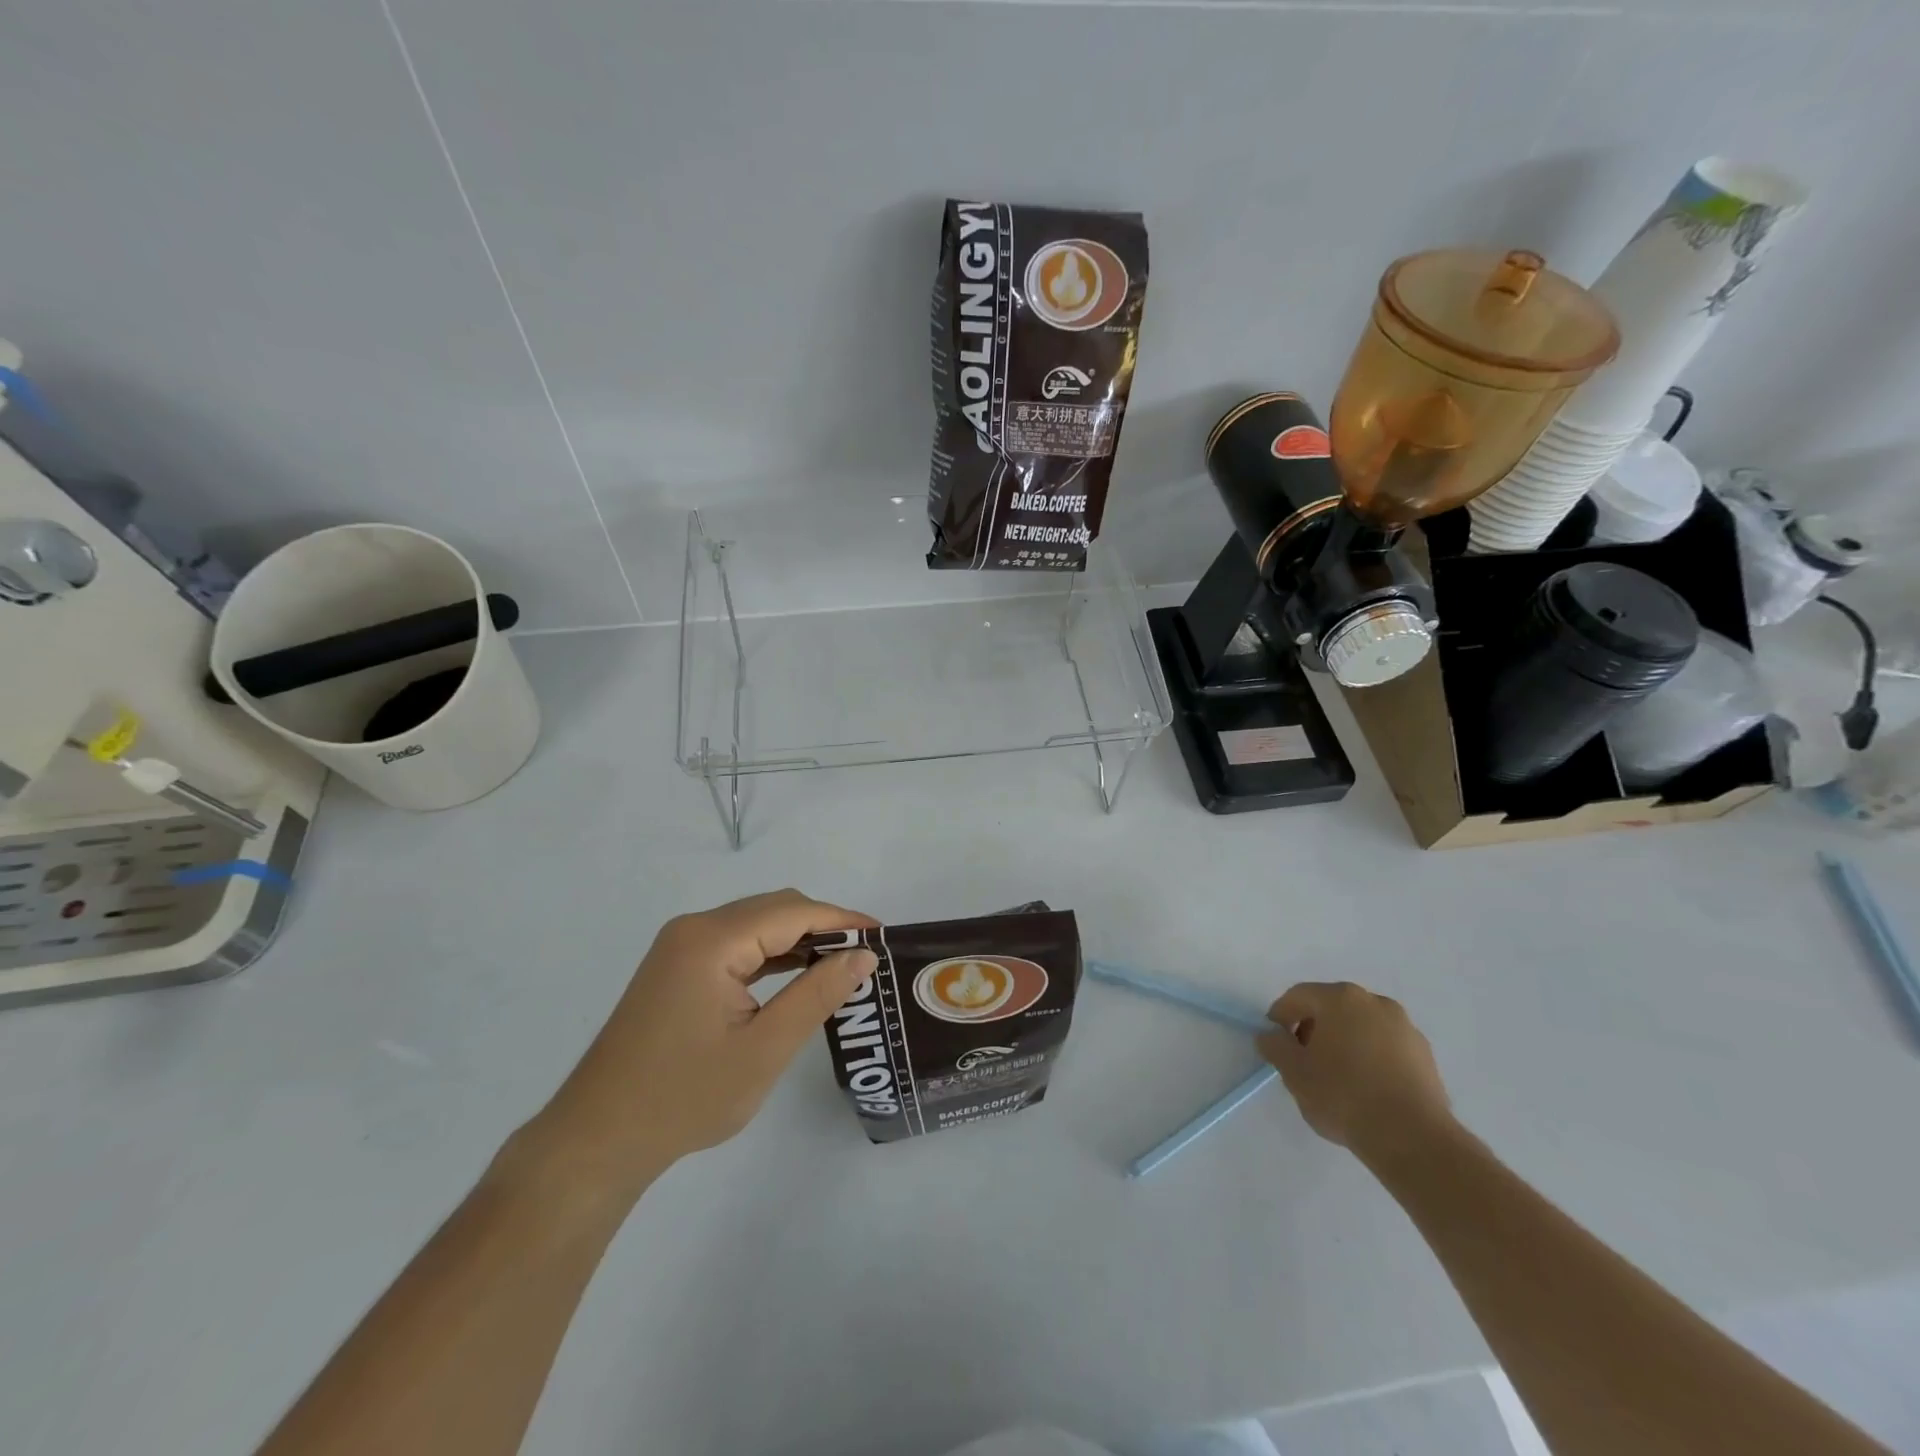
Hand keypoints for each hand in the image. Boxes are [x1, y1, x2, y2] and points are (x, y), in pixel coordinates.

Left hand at [534, 890, 876, 1195]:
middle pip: (774, 910)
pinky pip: (737, 945)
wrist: (598, 1140)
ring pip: (756, 925)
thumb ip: (818, 994)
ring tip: (843, 964)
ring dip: (799, 939)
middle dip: (824, 926)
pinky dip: (772, 954)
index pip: (793, 912)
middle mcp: (694, 929)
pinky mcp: (677, 967)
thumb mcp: (764, 1049)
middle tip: (867, 956)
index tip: (884, 936)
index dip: (843, 919)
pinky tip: (799, 974)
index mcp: (712, 940)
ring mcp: (681, 946)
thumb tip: (863, 955)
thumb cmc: (684, 1098)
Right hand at [1257, 981, 1452, 1164]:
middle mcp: (1375, 1002)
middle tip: (1303, 1060)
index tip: (1275, 1043)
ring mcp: (1405, 1028)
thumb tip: (1270, 1036)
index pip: (1298, 996)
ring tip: (1336, 1078)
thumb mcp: (1294, 1072)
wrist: (1413, 1138)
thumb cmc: (1344, 1096)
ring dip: (1344, 1043)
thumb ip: (1275, 1046)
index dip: (1280, 1016)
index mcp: (1340, 998)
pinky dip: (1371, 1058)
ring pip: (1361, 1027)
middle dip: (1313, 1029)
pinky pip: (1386, 1047)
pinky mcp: (1426, 1056)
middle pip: (1332, 1008)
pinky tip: (1366, 1088)